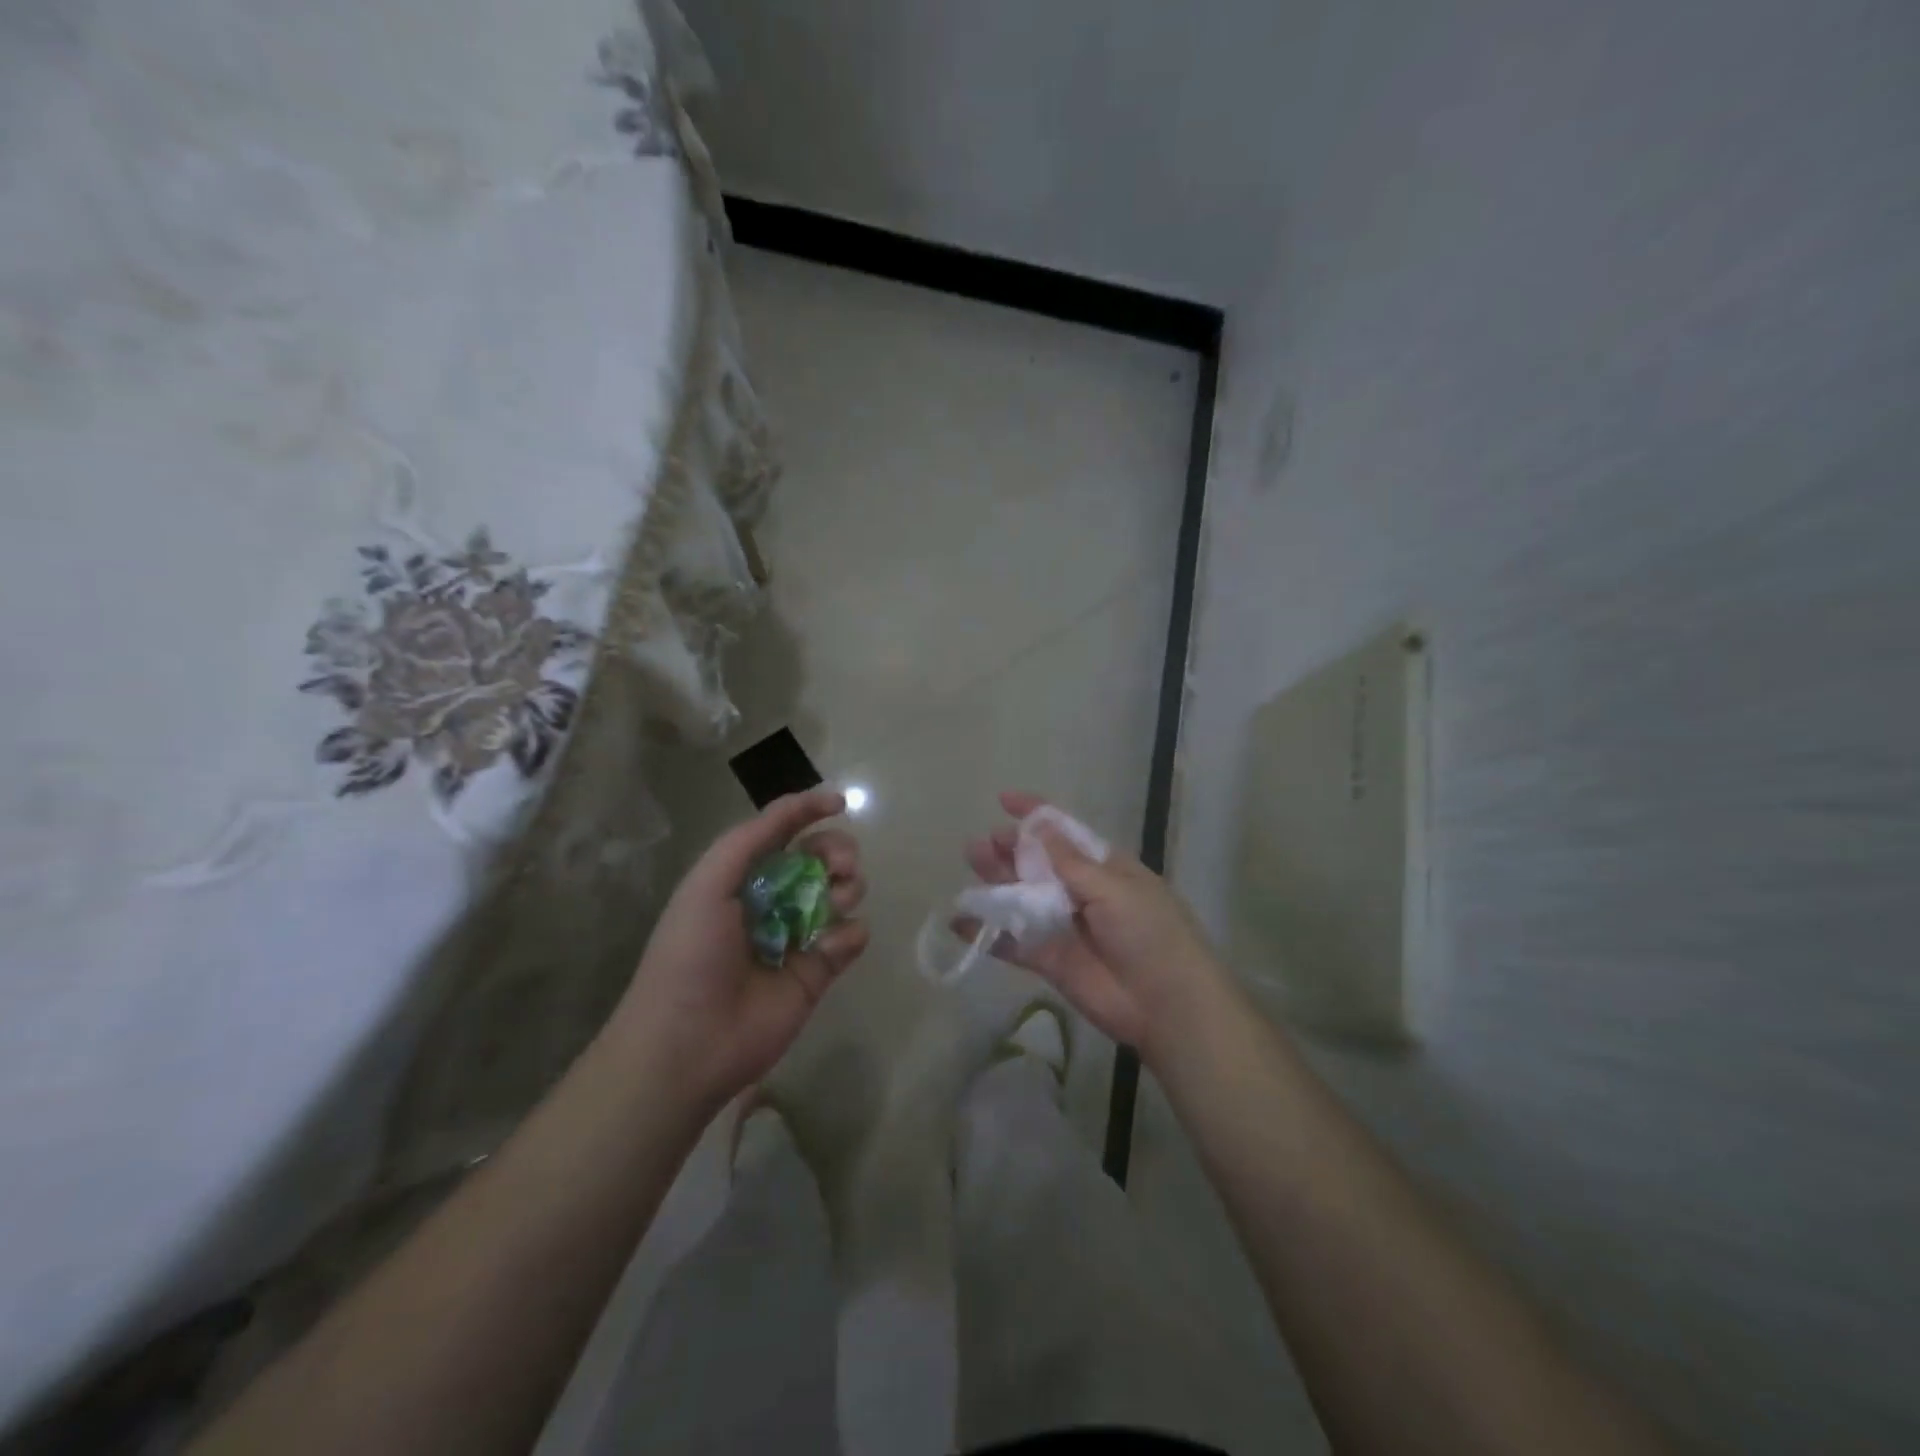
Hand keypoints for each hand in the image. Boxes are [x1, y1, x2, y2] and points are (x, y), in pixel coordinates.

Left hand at [613, 790, 868, 1111]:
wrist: (688, 1043)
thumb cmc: (691, 954)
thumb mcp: (708, 883)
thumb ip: (751, 839)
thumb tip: (801, 808)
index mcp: (741, 878)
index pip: (782, 833)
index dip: (808, 812)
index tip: (840, 803)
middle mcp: (772, 901)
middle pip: (819, 860)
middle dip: (836, 851)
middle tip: (840, 866)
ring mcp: (797, 937)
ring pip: (841, 894)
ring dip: (848, 887)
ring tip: (838, 901)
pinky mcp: (818, 973)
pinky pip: (850, 938)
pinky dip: (851, 933)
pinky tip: (833, 943)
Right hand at [962, 791, 1228, 1065]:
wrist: (1166, 1004)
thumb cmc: (1148, 932)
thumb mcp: (1112, 887)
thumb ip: (1068, 861)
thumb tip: (1036, 824)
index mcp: (1103, 867)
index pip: (1064, 832)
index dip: (1035, 814)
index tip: (1003, 799)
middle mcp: (1080, 891)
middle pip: (1036, 864)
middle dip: (1009, 849)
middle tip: (980, 844)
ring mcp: (1063, 925)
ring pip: (1021, 898)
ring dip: (995, 883)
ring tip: (971, 866)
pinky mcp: (1049, 960)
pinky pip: (1013, 942)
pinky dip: (988, 932)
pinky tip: (961, 922)